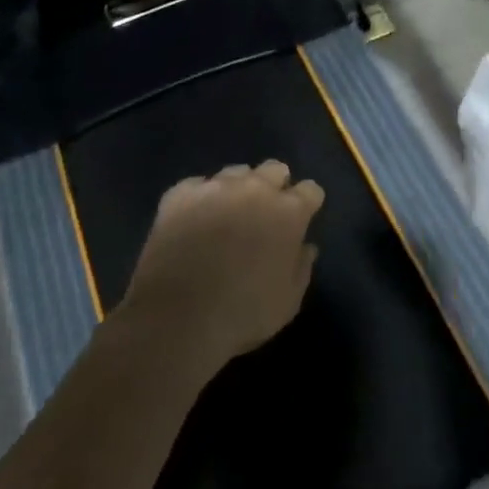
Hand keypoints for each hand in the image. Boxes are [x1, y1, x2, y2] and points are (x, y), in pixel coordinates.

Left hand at [121, 161, 324, 373]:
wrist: (177, 319)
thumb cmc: (243, 314)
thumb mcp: (288, 302)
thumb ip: (301, 268)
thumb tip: (305, 247)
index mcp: (289, 212)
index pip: (311, 190)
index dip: (307, 204)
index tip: (300, 220)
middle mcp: (256, 189)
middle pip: (275, 169)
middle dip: (275, 186)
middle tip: (265, 214)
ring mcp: (216, 187)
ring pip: (236, 172)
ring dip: (238, 188)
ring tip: (227, 215)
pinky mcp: (180, 194)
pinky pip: (198, 185)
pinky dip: (201, 198)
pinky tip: (194, 221)